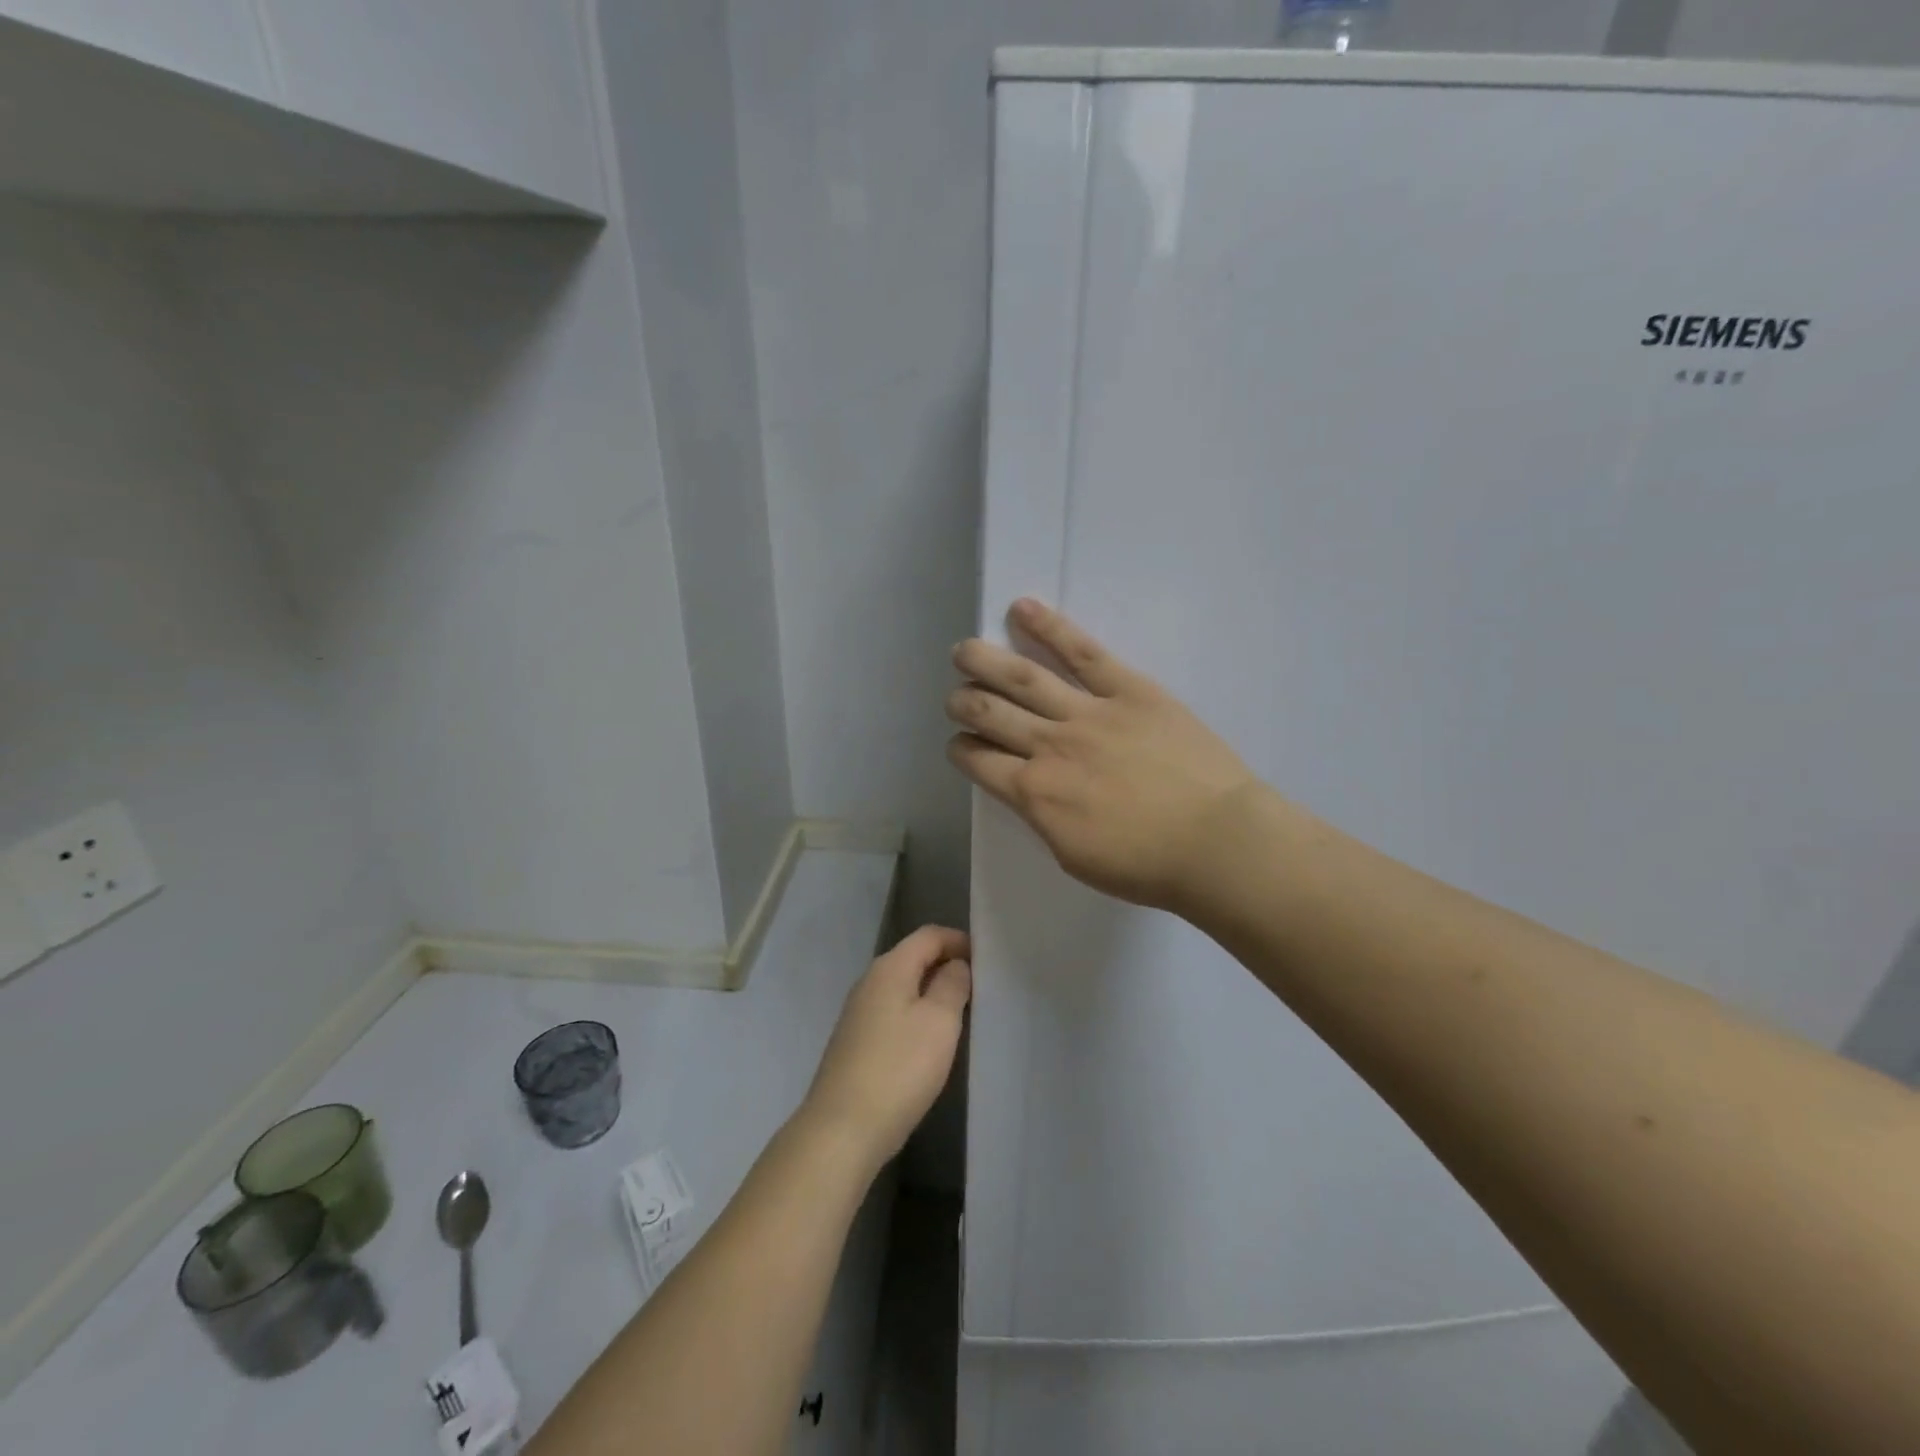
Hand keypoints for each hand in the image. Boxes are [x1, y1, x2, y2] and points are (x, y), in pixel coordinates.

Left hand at [800, 926, 972, 1173]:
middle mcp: (869, 982)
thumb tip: (955, 965)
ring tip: (961, 1014)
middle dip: (946, 965)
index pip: (928, 935)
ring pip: (902, 988)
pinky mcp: (855, 1043)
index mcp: (889, 968)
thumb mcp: (939, 1021)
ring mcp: (858, 1014)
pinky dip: (915, 1016)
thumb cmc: (899, 1068)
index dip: (958, 940)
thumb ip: (952, 985)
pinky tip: (929, 1043)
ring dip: (931, 993)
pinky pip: (892, 1014)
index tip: (986, 959)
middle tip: (979, 987)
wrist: (842, 1129)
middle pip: (913, 958)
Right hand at [947, 599, 1259, 911]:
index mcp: (1035, 793)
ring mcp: (1088, 712)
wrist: (1217, 842)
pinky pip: (1083, 651)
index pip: (977, 760)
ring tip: (964, 650)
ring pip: (1022, 677)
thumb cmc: (1147, 865)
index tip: (961, 745)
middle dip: (962, 702)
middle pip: (988, 713)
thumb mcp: (1074, 857)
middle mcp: (1050, 746)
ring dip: (983, 661)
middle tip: (956, 697)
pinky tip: (1022, 608)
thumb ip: (1043, 817)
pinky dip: (1049, 627)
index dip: (961, 750)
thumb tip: (1032, 790)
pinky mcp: (1129, 689)